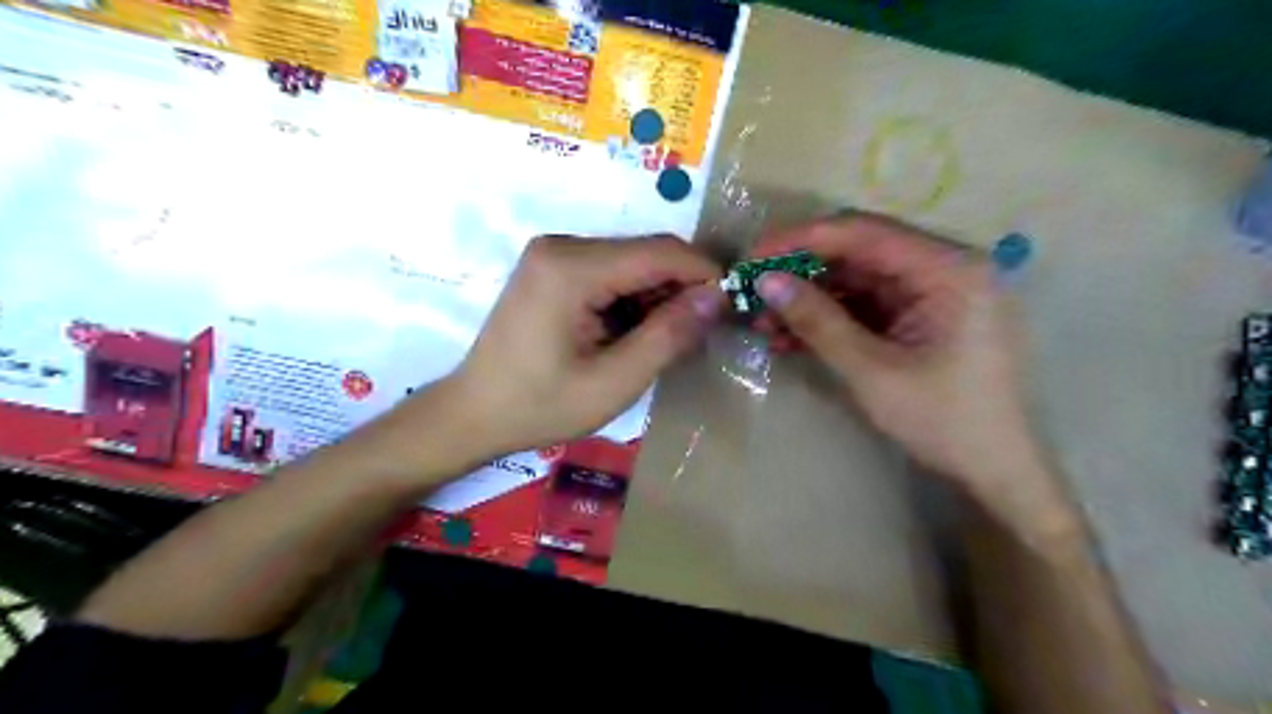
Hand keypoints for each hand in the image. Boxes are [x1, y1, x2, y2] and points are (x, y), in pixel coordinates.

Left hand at [444, 233, 718, 458]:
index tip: (732, 308)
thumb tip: (718, 297)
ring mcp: (554, 253)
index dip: (704, 275)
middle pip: (646, 253)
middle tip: (699, 334)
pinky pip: (610, 271)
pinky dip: (632, 298)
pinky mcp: (552, 267)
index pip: (661, 252)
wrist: (474, 413)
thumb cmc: (540, 405)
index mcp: (572, 268)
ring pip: (632, 261)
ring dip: (657, 296)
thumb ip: (668, 337)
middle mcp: (562, 245)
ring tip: (665, 341)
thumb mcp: (613, 383)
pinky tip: (632, 333)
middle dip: (680, 288)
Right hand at [752, 212, 1064, 518]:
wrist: (993, 471)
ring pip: (854, 282)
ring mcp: (930, 294)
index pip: (864, 234)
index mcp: (949, 269)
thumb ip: (819, 321)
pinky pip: (863, 307)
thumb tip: (766, 282)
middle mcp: (942, 269)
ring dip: (808, 300)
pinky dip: (827, 320)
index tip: (754, 255)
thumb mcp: (873, 371)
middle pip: (857, 254)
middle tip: (752, 291)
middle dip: (800, 274)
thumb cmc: (944, 421)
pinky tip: (788, 337)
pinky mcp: (917, 317)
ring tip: (763, 322)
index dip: (802, 240)